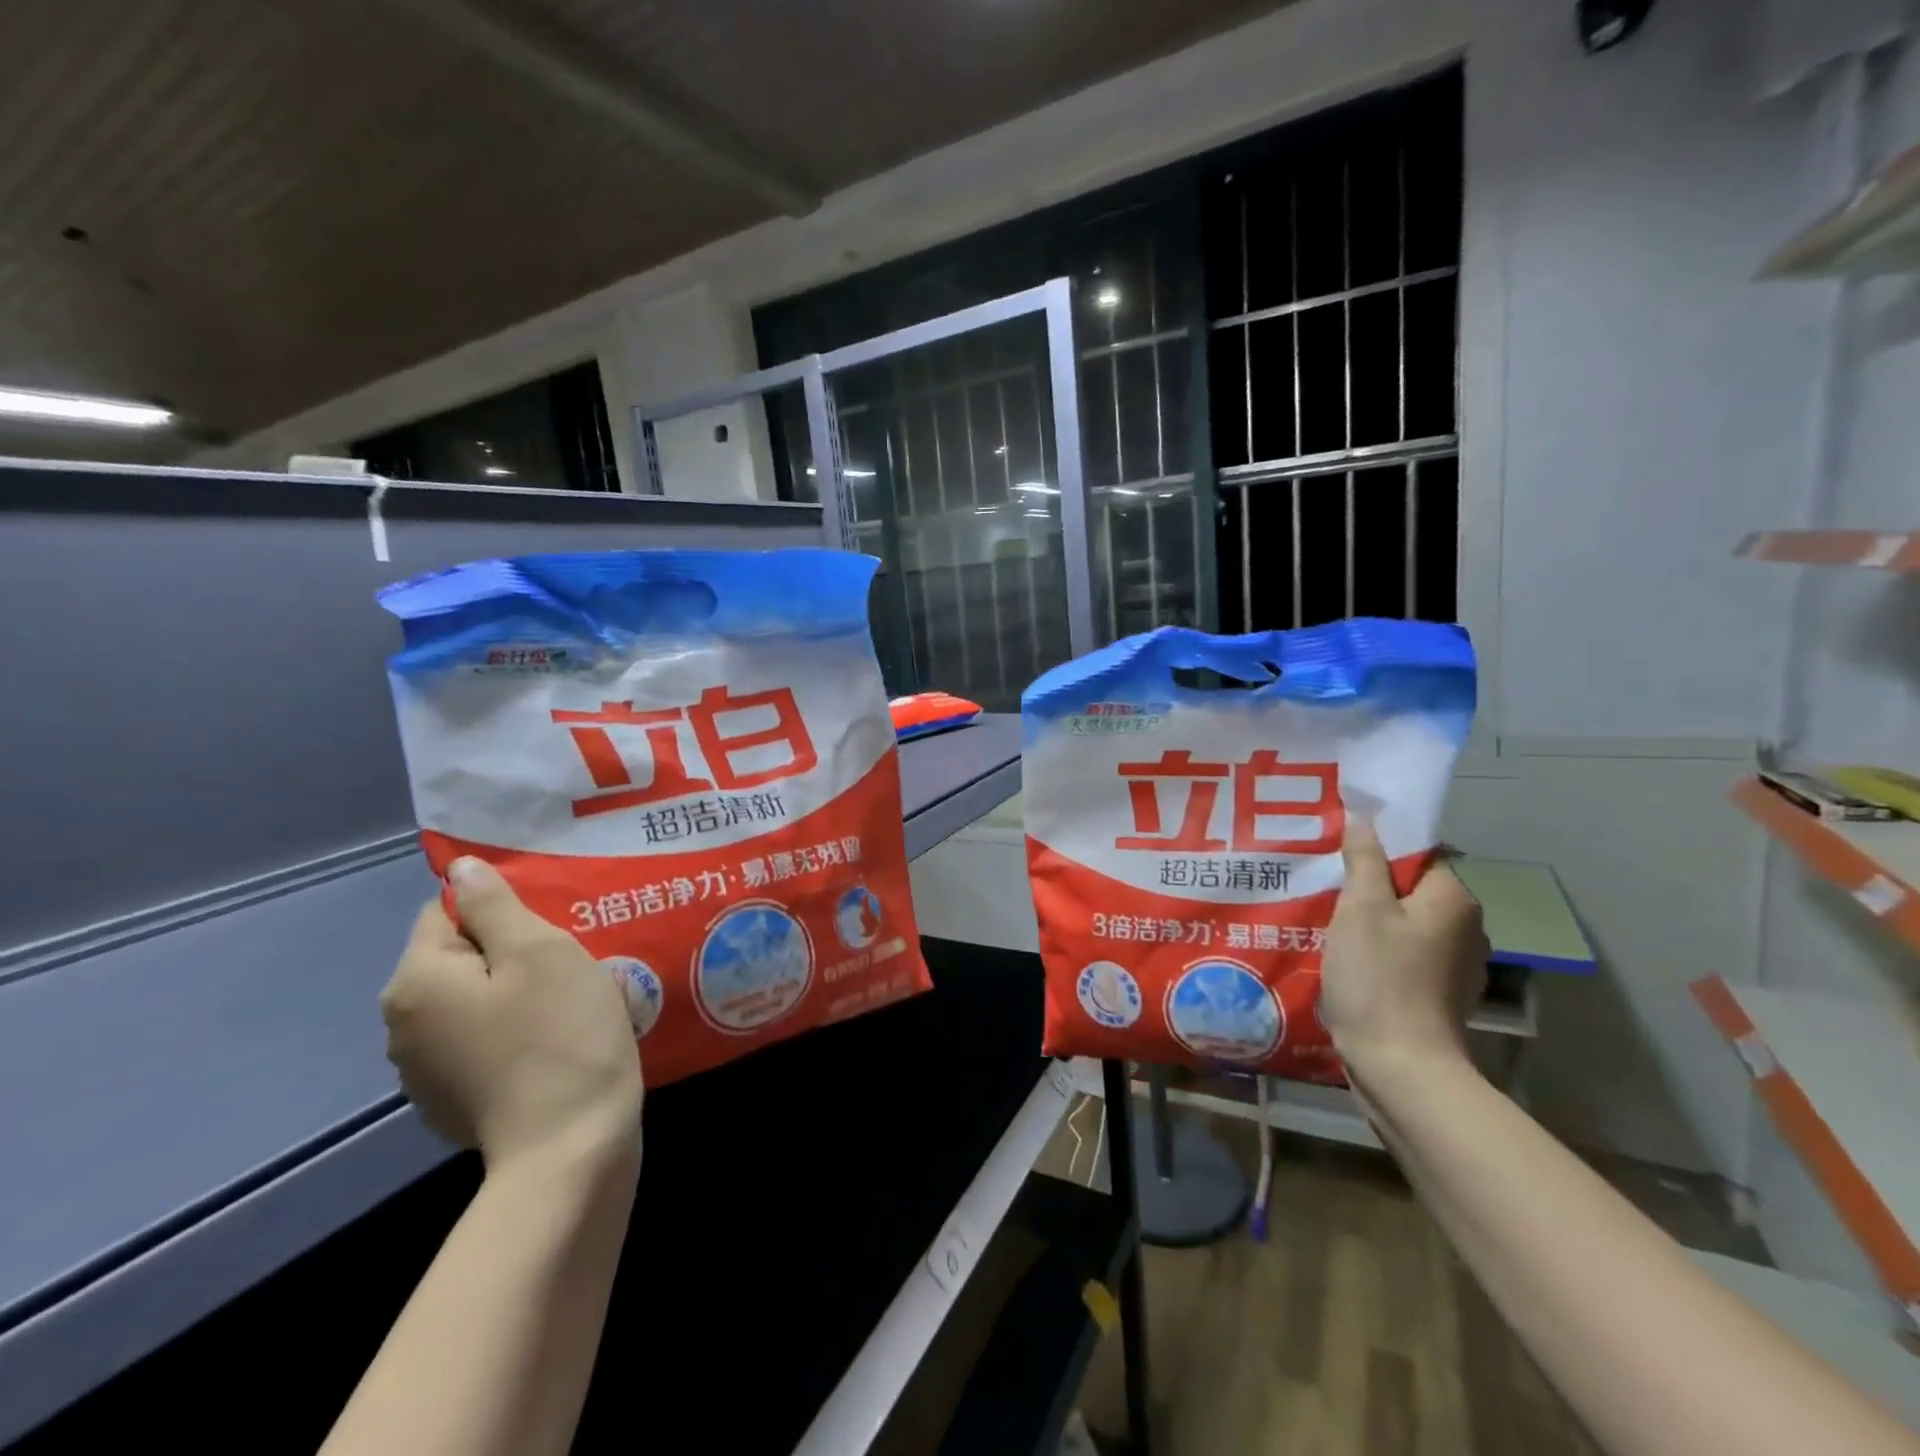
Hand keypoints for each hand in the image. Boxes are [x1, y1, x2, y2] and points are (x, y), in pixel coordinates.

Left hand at [381, 857, 644, 1174]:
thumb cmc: (559, 1034)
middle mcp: (402, 1025)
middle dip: (510, 950)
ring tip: (568, 998)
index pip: (446, 912)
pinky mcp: (452, 1101)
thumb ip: (494, 905)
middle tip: (569, 958)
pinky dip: (511, 1030)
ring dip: (512, 991)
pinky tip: (553, 1040)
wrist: (570, 1147)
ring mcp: (424, 1070)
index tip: (552, 924)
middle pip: (458, 957)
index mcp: (416, 982)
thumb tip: (461, 868)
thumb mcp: (540, 952)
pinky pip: (480, 1040)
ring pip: (472, 1000)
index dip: (501, 909)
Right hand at [1320, 819, 1488, 1076]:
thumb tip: (1365, 820)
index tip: (1338, 852)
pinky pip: (1406, 954)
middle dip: (1370, 885)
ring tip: (1326, 919)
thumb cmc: (1380, 978)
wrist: (1401, 1067)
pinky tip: (1347, 958)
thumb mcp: (1361, 909)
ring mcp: (1456, 966)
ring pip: (1406, 923)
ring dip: (1371, 920)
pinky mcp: (1439, 995)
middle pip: (1411, 888)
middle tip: (1324, 883)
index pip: (1420, 853)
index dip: (1379, 848)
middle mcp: (1466, 928)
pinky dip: (1379, 950)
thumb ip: (1364, 860)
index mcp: (1454, 899)